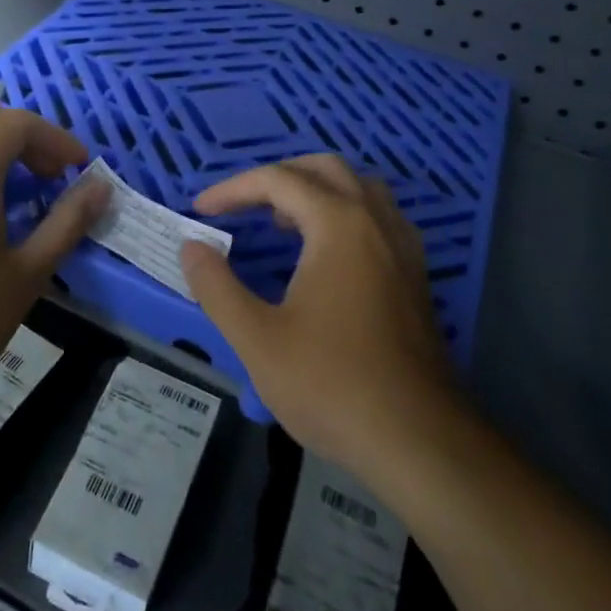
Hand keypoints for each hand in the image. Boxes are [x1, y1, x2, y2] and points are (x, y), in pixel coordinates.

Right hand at [179, 155, 460, 472]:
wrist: (419, 441)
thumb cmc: (331, 385)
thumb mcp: (257, 339)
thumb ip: (216, 286)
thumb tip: (192, 248)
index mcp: (339, 224)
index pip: (278, 180)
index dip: (233, 189)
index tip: (201, 210)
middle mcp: (376, 221)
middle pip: (324, 169)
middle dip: (276, 177)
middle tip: (242, 205)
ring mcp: (403, 246)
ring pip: (358, 188)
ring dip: (315, 190)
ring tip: (280, 221)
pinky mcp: (415, 274)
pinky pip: (377, 216)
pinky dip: (343, 213)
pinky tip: (324, 253)